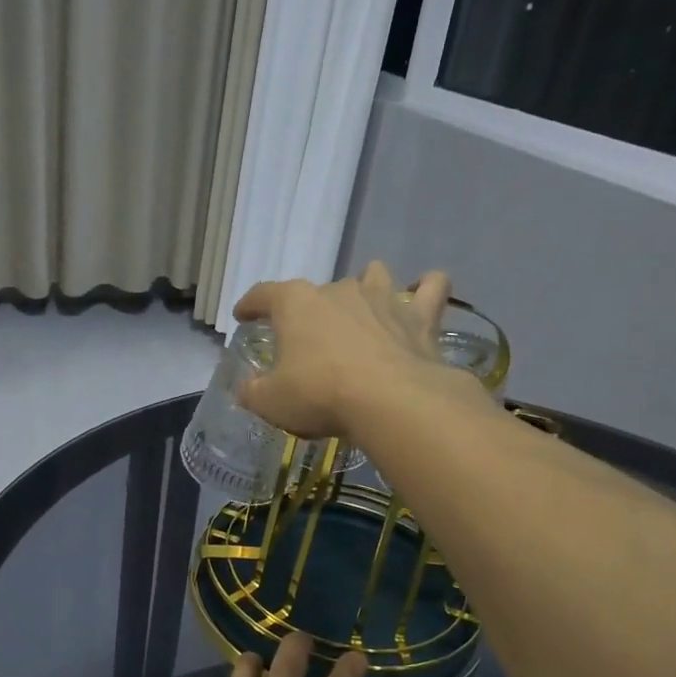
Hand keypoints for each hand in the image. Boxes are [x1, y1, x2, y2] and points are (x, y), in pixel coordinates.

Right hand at [232, 260, 464, 439]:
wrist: (391, 401)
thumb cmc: (320, 394)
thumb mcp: (271, 401)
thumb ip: (253, 391)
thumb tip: (246, 388)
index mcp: (296, 303)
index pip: (263, 294)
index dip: (250, 304)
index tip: (243, 316)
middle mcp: (338, 289)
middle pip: (318, 291)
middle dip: (311, 311)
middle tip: (308, 341)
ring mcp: (383, 298)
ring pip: (373, 275)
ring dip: (366, 287)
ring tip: (363, 309)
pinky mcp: (420, 316)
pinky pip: (432, 287)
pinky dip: (428, 289)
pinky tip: (423, 295)